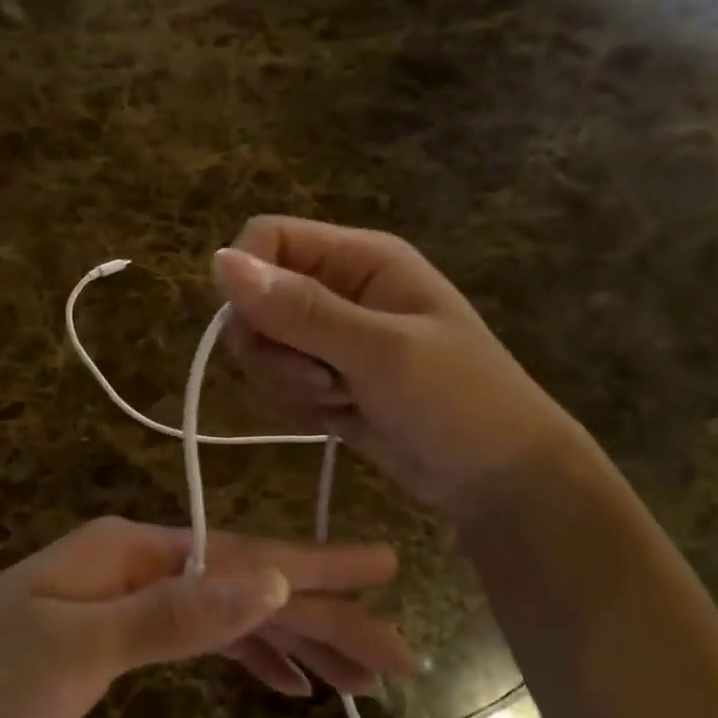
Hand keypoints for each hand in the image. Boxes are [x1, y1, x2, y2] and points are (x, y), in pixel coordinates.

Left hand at [0, 517, 410, 717]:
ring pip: (233, 612)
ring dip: (293, 640)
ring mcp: (136, 596)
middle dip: (320, 616)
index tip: (385, 567)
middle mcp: (145, 561)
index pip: (245, 557)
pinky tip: (287, 681)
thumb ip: (175, 613)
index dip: (316, 567)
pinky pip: (204, 635)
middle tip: (392, 655)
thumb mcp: (79, 645)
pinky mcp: (126, 632)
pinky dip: (248, 655)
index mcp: (137, 548)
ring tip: (357, 677)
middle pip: (248, 585)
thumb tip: (268, 579)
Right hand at [212, 216, 579, 516]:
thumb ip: (301, 309)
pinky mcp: (322, 380)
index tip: (263, 333)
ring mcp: (328, 339)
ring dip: (289, 384)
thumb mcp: (381, 351)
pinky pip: (276, 385)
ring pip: (260, 349)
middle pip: (253, 301)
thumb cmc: (458, 400)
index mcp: (359, 259)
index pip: (267, 239)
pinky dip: (298, 407)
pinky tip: (341, 418)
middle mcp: (337, 290)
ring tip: (345, 400)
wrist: (497, 478)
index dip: (249, 282)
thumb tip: (219, 261)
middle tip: (322, 379)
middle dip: (274, 350)